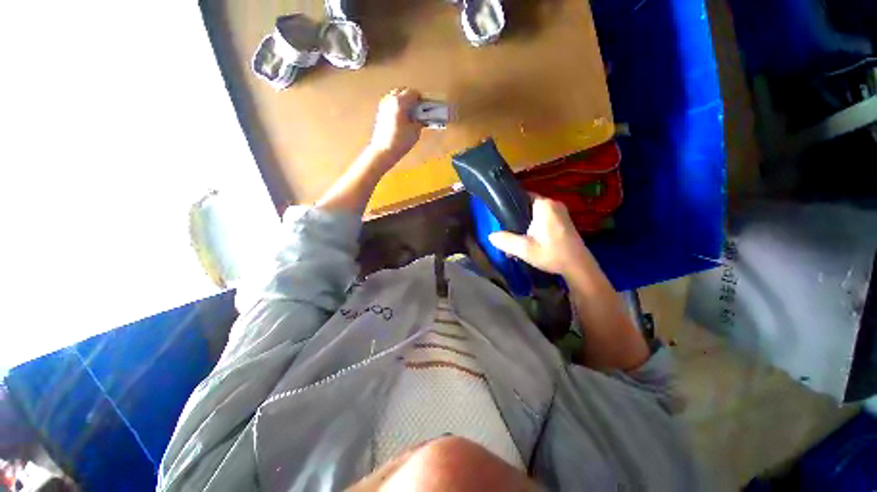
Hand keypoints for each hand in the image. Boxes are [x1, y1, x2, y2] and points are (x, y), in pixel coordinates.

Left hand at [367, 88, 423, 164]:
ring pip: (395, 97)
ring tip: (410, 114)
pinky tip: (402, 118)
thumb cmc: (401, 141)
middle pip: (402, 91)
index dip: (421, 99)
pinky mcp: (380, 113)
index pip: (413, 92)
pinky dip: (397, 107)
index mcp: (400, 102)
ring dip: (403, 102)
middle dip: (411, 98)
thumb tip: (421, 118)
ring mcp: (383, 105)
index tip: (425, 106)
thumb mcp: (416, 131)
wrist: (384, 151)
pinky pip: (390, 104)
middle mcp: (390, 100)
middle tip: (418, 109)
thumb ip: (420, 121)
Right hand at [488, 196, 589, 275]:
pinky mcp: (563, 220)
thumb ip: (506, 241)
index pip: (521, 196)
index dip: (509, 206)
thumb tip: (490, 236)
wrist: (578, 267)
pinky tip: (529, 239)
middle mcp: (553, 203)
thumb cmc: (552, 254)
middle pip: (527, 206)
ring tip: (516, 238)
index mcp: (544, 205)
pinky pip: (543, 218)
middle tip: (507, 232)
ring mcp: (560, 211)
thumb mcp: (525, 249)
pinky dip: (534, 226)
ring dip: (525, 224)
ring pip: (535, 213)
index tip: (501, 218)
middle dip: (517, 218)